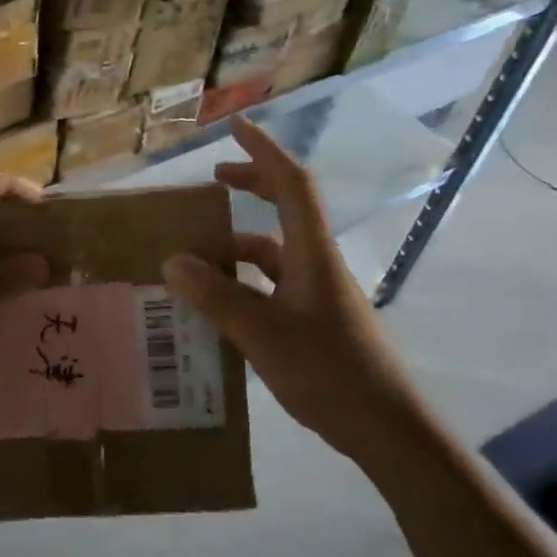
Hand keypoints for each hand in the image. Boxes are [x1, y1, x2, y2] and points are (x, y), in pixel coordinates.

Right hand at [160, 119, 413, 460]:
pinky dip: (243, 283)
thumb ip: (216, 296)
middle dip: (251, 186)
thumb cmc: (328, 372)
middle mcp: (316, 264)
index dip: (264, 151)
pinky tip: (216, 305)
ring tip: (193, 256)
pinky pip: (271, 286)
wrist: (385, 429)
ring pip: (273, 253)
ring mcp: (317, 294)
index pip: (291, 184)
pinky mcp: (314, 321)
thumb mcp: (262, 333)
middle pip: (286, 208)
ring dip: (237, 245)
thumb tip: (172, 260)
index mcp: (311, 253)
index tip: (236, 127)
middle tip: (212, 181)